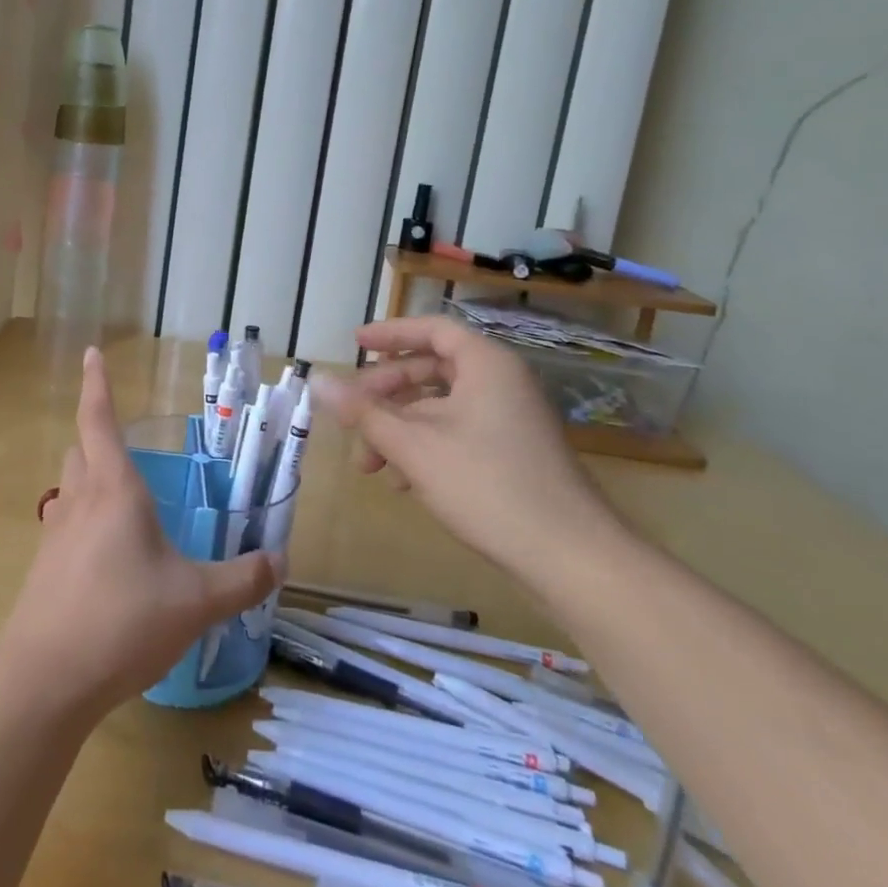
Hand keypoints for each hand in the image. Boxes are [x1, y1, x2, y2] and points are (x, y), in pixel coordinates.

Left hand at [0, 347, 282, 718]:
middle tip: (124, 441)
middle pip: (80, 449)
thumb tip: (279, 561)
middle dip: (97, 435)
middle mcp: (80, 501)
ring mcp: (55, 534)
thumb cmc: (122, 620)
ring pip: (69, 486)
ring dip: (88, 477)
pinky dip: (82, 520)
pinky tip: (104, 554)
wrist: (45, 678)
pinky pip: (63, 525)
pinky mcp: (44, 568)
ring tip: (118, 495)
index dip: (97, 384)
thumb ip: (241, 579)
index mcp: (114, 489)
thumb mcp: (196, 601)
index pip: (99, 420)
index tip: (92, 353)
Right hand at [315, 316, 620, 579]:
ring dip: (399, 428)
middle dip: (385, 395)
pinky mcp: (513, 453)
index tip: (355, 344)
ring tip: (369, 464)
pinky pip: (458, 433)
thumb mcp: (413, 446)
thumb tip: (317, 380)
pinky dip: (424, 447)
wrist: (570, 557)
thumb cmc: (487, 486)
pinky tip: (403, 481)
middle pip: (431, 370)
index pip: (433, 330)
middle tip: (351, 416)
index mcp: (486, 365)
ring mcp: (510, 420)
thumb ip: (362, 411)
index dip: (391, 334)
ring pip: (440, 408)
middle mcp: (501, 383)